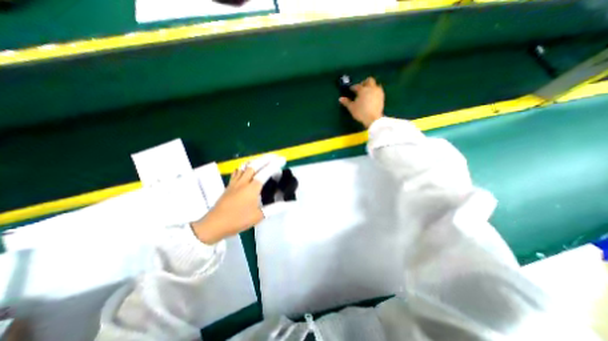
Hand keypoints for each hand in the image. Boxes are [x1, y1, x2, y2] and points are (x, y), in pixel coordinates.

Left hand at [190, 154, 284, 245]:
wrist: (214, 224)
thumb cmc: (238, 220)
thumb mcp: (258, 216)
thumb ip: (274, 208)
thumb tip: (289, 204)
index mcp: (252, 188)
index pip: (265, 172)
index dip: (275, 164)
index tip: (282, 159)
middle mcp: (243, 182)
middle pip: (254, 165)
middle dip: (265, 158)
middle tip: (274, 156)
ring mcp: (235, 182)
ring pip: (245, 166)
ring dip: (255, 161)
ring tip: (262, 159)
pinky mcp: (229, 185)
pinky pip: (237, 171)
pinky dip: (244, 166)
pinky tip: (246, 168)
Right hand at [337, 76, 382, 127]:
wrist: (373, 119)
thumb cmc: (361, 112)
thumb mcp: (352, 108)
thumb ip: (346, 102)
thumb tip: (340, 98)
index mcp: (363, 90)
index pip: (357, 86)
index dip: (353, 87)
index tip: (351, 90)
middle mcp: (371, 88)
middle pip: (369, 80)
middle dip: (364, 83)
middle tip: (360, 88)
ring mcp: (378, 92)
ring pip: (375, 85)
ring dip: (370, 87)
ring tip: (366, 93)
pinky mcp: (382, 97)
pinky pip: (378, 90)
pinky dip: (374, 91)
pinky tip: (371, 97)